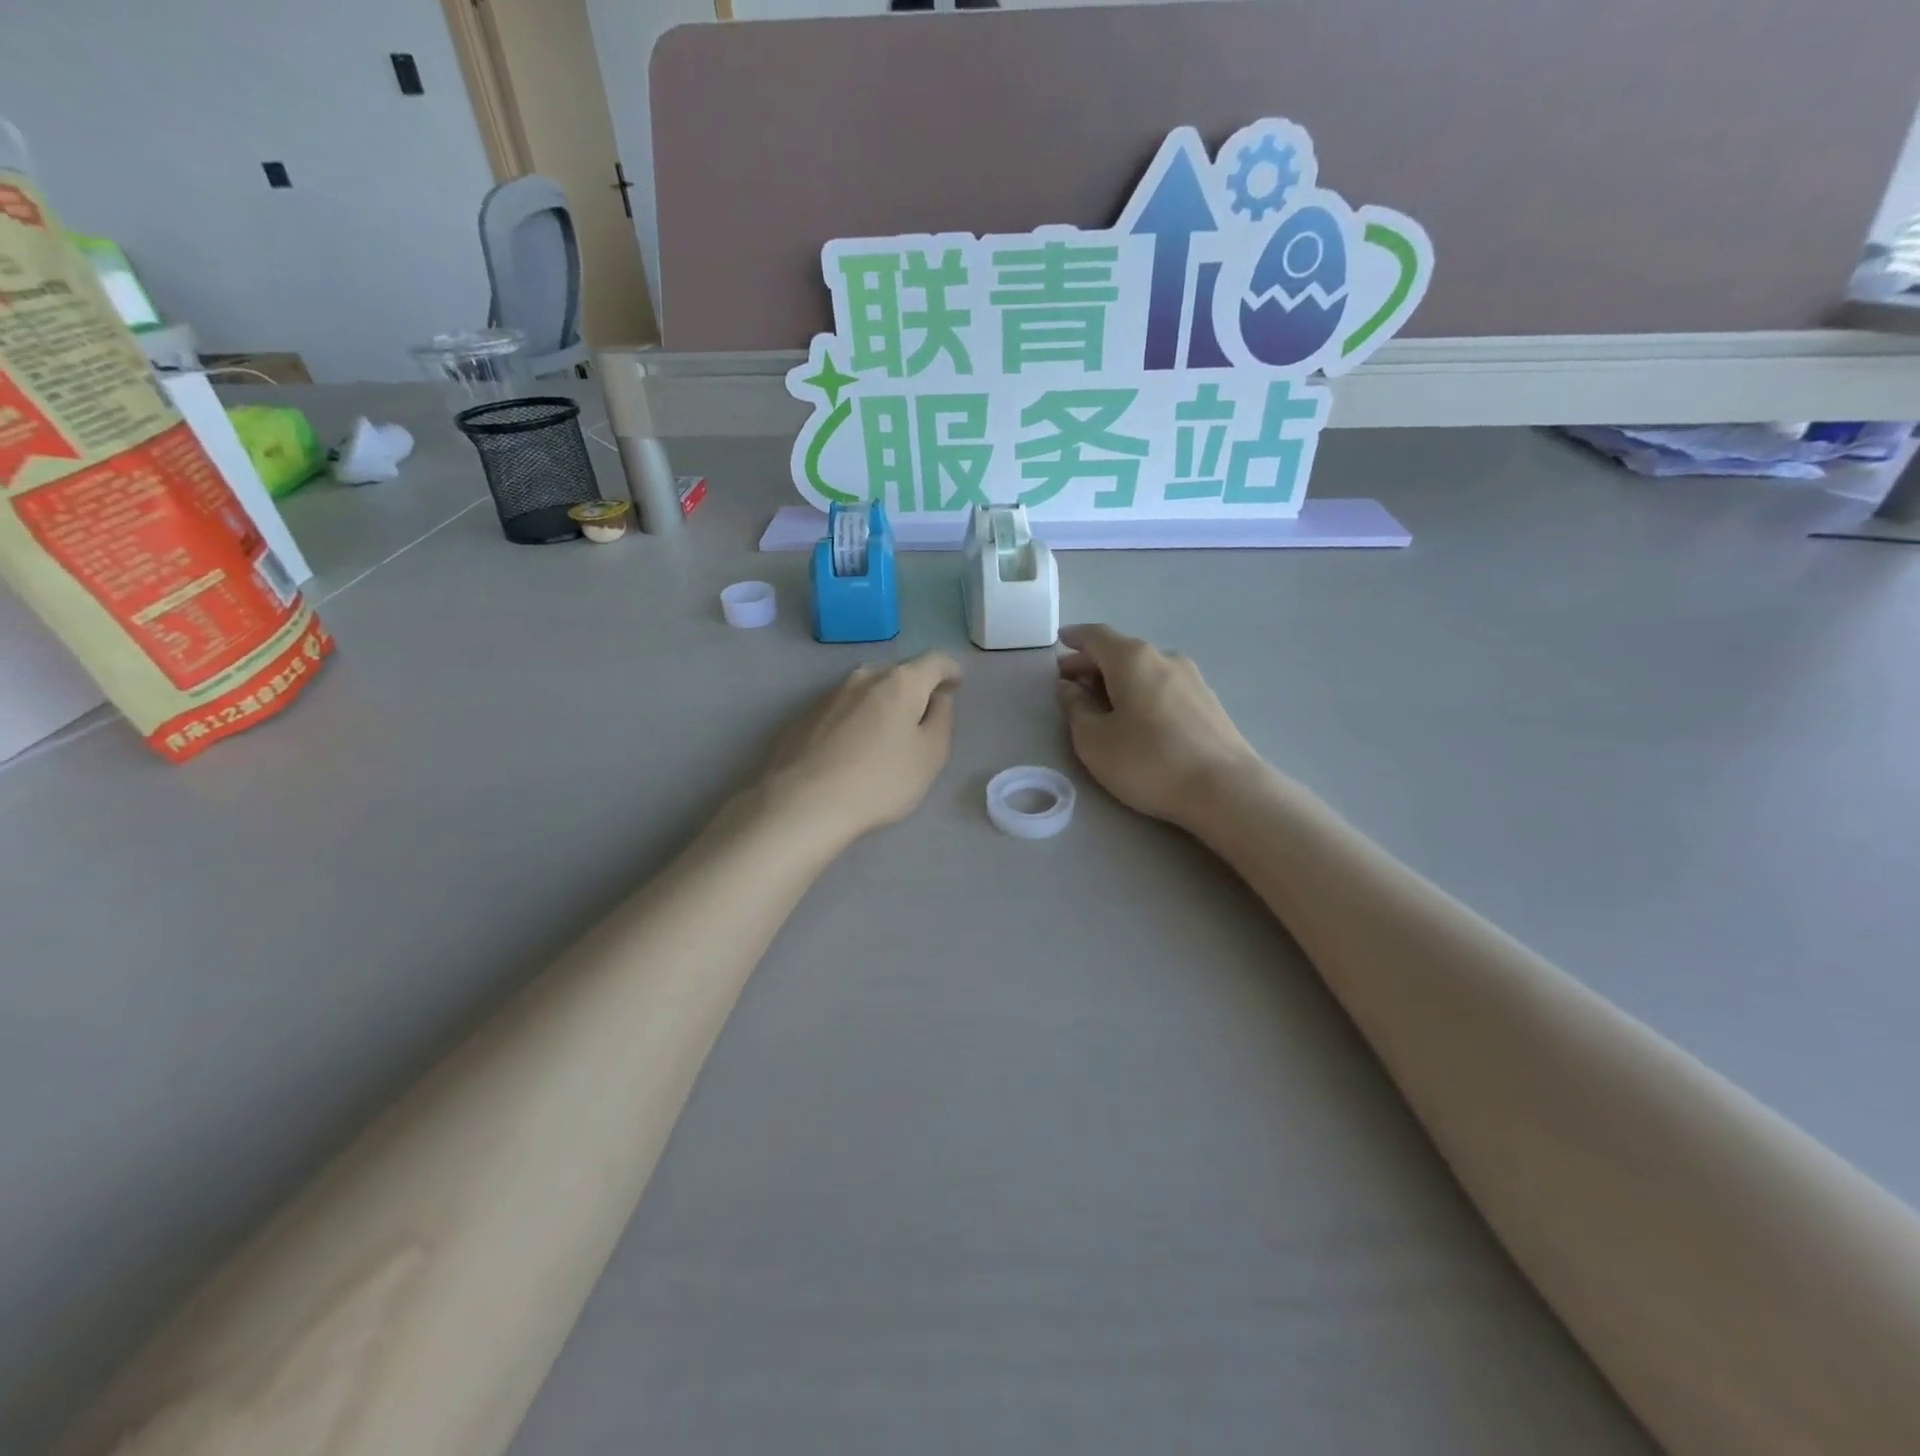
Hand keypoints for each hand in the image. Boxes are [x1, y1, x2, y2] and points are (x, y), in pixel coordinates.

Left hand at [762, 652, 960, 846]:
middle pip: (898, 673)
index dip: (951, 671)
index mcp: (901, 681)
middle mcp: (864, 676)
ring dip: (882, 704)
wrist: (803, 803)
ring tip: (885, 736)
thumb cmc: (880, 780)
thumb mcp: (930, 755)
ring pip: (867, 690)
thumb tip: (938, 696)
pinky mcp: (805, 715)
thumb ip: (942, 718)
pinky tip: (852, 750)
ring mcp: (830, 694)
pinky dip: (855, 720)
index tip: (956, 687)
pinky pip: (842, 709)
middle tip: (921, 718)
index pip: (935, 661)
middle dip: (914, 689)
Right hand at [1056, 624, 1264, 826]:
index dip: (1074, 638)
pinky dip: (1141, 691)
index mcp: (1132, 659)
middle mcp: (1164, 658)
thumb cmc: (1149, 761)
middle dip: (1091, 664)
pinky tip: (1136, 716)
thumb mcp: (1094, 741)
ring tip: (1100, 703)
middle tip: (1069, 682)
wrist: (1226, 790)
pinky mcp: (1208, 702)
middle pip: (1120, 651)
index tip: (1059, 642)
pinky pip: (1163, 685)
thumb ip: (1076, 709)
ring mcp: (1191, 678)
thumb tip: (1069, 688)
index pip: (1096, 636)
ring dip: (1117, 679)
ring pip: (1143, 669)